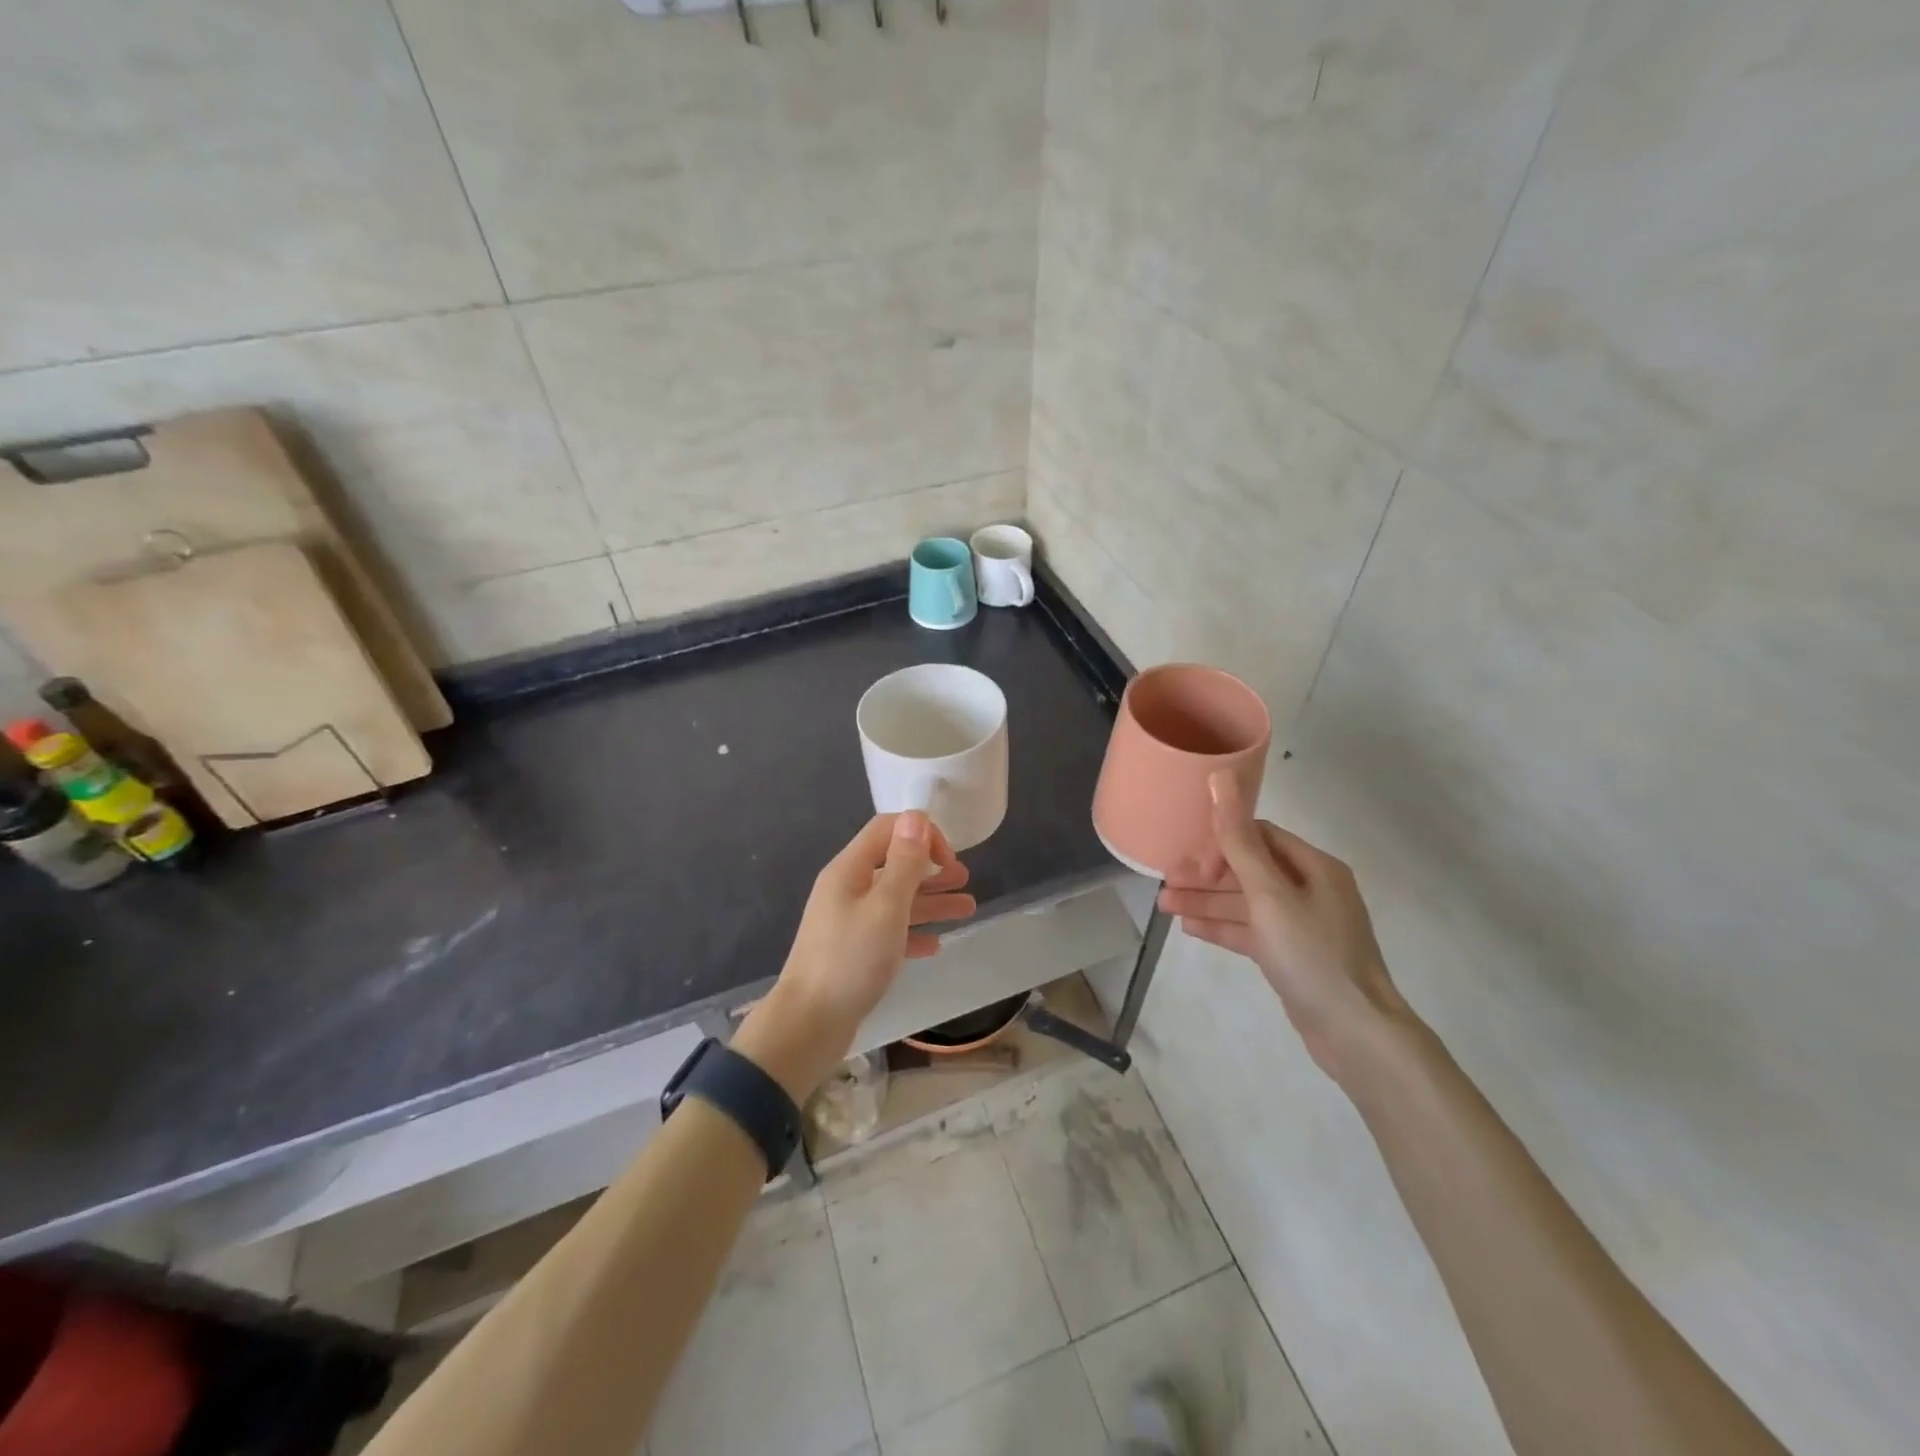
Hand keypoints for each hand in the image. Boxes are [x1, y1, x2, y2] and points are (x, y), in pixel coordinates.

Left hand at [735, 812, 974, 1099]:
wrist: (809, 1023)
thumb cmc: (852, 959)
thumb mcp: (886, 906)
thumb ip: (904, 862)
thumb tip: (915, 816)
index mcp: (849, 869)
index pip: (887, 829)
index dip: (921, 834)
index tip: (949, 859)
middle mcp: (847, 888)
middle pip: (893, 864)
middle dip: (931, 868)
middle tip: (964, 880)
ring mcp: (847, 921)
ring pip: (895, 900)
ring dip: (931, 900)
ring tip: (967, 908)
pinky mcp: (852, 952)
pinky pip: (888, 932)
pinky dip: (913, 932)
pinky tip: (935, 945)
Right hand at [1158, 772, 1408, 1084]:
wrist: (1356, 1033)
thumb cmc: (1312, 954)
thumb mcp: (1269, 894)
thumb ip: (1239, 840)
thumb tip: (1221, 777)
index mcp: (1314, 867)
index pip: (1259, 837)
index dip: (1221, 843)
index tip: (1191, 862)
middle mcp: (1311, 890)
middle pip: (1249, 869)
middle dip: (1206, 875)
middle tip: (1166, 882)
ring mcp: (1302, 924)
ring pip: (1246, 903)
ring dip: (1207, 901)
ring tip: (1164, 905)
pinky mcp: (1293, 955)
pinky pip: (1251, 930)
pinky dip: (1223, 926)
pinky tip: (1190, 928)